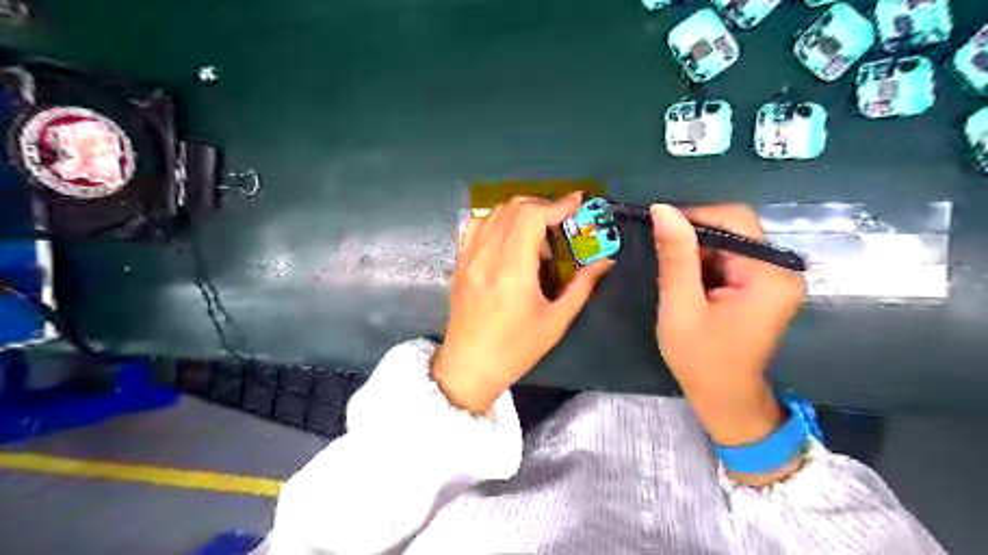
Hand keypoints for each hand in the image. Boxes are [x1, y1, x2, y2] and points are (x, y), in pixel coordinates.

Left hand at [433, 193, 614, 413]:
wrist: (468, 366)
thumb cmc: (515, 349)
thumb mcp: (555, 321)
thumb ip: (582, 287)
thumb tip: (606, 262)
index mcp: (512, 270)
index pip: (532, 217)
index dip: (557, 204)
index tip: (577, 202)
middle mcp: (487, 256)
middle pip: (513, 208)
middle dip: (542, 206)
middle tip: (560, 224)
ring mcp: (469, 257)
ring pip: (494, 213)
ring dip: (520, 213)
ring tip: (536, 238)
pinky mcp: (460, 263)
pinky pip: (477, 227)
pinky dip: (498, 221)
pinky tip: (510, 240)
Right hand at [654, 204, 806, 449]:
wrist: (724, 398)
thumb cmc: (700, 359)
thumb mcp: (680, 307)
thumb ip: (675, 257)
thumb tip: (662, 209)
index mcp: (769, 275)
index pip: (734, 220)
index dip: (693, 216)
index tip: (658, 228)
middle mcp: (781, 269)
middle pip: (734, 228)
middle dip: (694, 236)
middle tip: (661, 254)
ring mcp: (774, 277)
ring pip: (729, 241)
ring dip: (697, 250)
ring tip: (672, 273)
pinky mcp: (763, 285)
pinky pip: (731, 257)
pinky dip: (705, 262)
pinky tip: (688, 281)